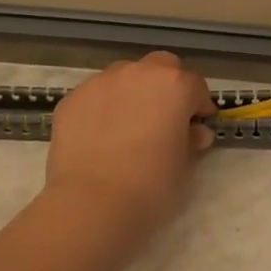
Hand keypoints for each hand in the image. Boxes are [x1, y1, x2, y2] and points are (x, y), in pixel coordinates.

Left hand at [42, 51, 215, 254]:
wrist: (92, 204)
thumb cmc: (151, 186)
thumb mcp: (184, 167)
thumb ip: (190, 142)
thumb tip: (194, 133)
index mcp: (174, 85)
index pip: (195, 85)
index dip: (199, 106)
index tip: (197, 126)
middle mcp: (138, 73)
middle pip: (160, 67)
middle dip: (166, 86)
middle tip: (164, 118)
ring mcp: (101, 82)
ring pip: (124, 77)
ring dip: (132, 93)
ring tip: (128, 127)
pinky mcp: (72, 99)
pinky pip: (95, 96)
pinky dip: (102, 109)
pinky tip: (100, 137)